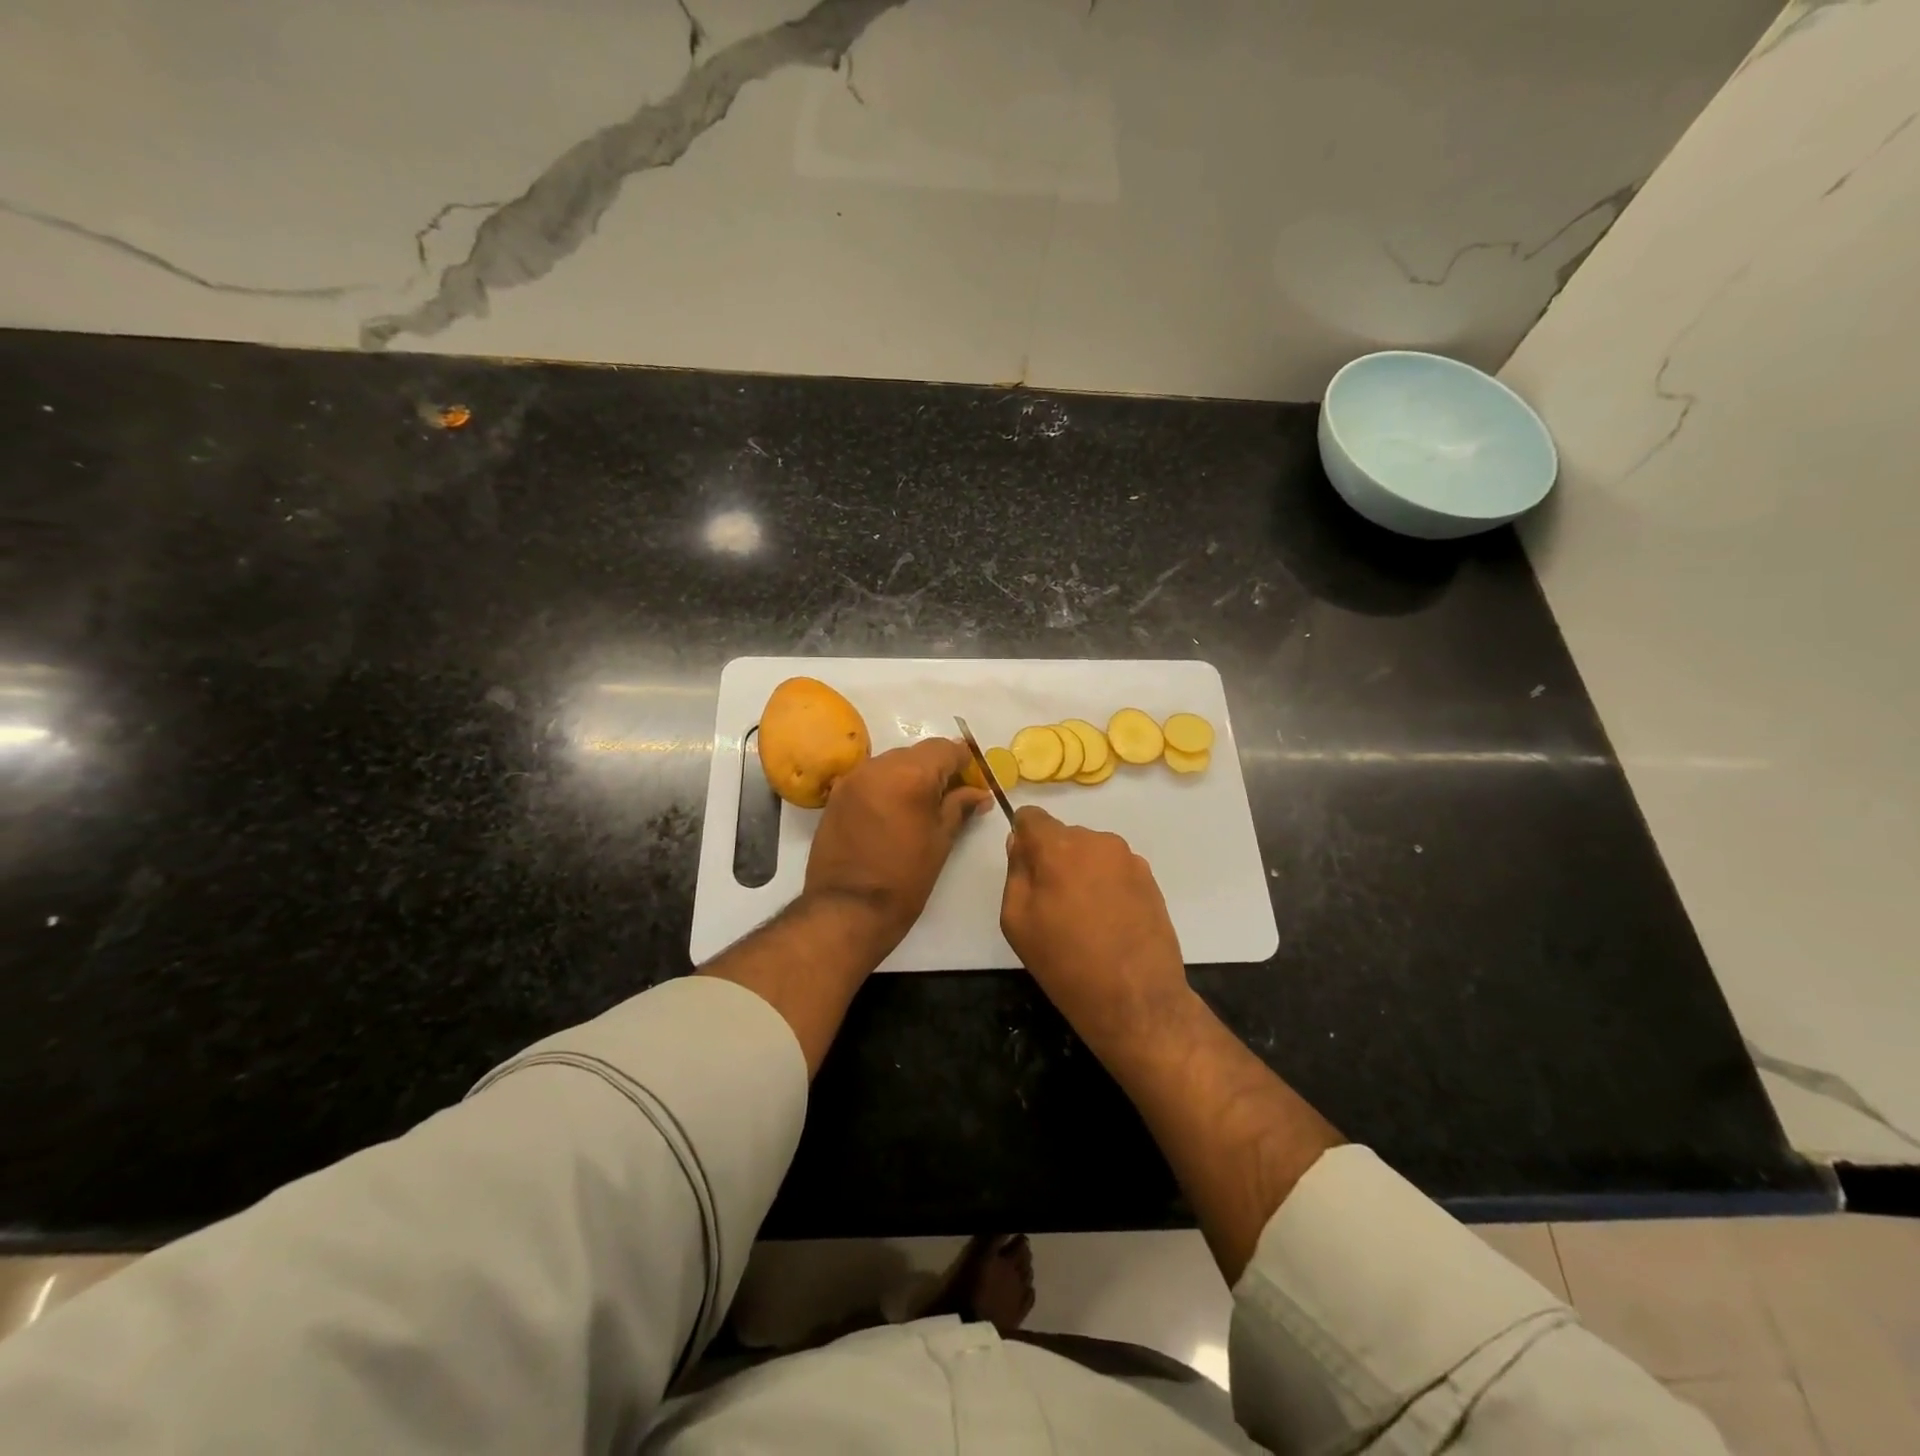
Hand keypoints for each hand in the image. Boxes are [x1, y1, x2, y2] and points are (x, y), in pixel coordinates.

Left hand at [804, 738, 990, 958]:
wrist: (847, 909)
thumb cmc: (904, 879)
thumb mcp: (941, 842)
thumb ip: (960, 807)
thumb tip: (979, 793)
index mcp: (911, 775)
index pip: (946, 748)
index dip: (964, 762)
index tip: (973, 782)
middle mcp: (879, 766)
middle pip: (918, 752)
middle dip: (937, 768)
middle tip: (951, 796)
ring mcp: (854, 778)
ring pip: (892, 761)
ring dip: (911, 775)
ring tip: (920, 806)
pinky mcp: (837, 794)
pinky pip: (871, 777)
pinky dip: (887, 784)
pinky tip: (894, 811)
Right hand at [1000, 807, 1193, 1054]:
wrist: (1135, 998)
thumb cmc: (1065, 962)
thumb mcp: (1017, 920)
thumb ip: (1016, 872)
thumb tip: (1020, 843)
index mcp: (1058, 847)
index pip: (1032, 817)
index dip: (1024, 837)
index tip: (1026, 868)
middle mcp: (1096, 841)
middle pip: (1063, 836)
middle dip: (1054, 859)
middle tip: (1053, 903)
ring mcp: (1127, 858)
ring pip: (1090, 852)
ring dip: (1082, 871)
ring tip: (1085, 917)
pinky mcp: (1149, 878)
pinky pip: (1114, 868)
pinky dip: (1106, 884)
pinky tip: (1109, 921)